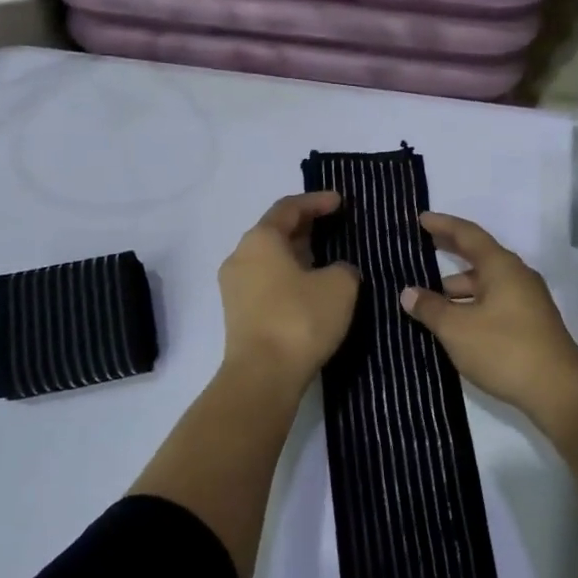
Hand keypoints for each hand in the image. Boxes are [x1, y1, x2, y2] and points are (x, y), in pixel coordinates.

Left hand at [219, 191, 359, 391]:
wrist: (263, 376)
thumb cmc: (300, 319)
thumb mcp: (340, 286)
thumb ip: (343, 268)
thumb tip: (335, 272)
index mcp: (261, 239)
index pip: (289, 208)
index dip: (316, 201)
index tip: (340, 202)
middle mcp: (240, 256)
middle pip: (275, 231)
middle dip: (305, 227)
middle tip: (334, 226)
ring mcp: (235, 287)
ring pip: (269, 259)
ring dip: (296, 254)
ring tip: (325, 258)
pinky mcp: (238, 314)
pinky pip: (266, 282)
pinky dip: (288, 277)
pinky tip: (310, 288)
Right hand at [398, 212, 577, 418]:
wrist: (559, 390)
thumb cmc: (504, 350)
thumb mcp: (457, 329)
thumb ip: (430, 308)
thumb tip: (408, 293)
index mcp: (502, 267)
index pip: (468, 235)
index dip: (444, 225)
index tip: (421, 219)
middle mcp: (517, 277)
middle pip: (478, 257)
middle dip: (449, 253)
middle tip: (421, 249)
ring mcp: (526, 301)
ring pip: (485, 285)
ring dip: (457, 288)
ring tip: (428, 299)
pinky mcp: (529, 324)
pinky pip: (493, 303)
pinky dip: (470, 305)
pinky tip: (453, 323)